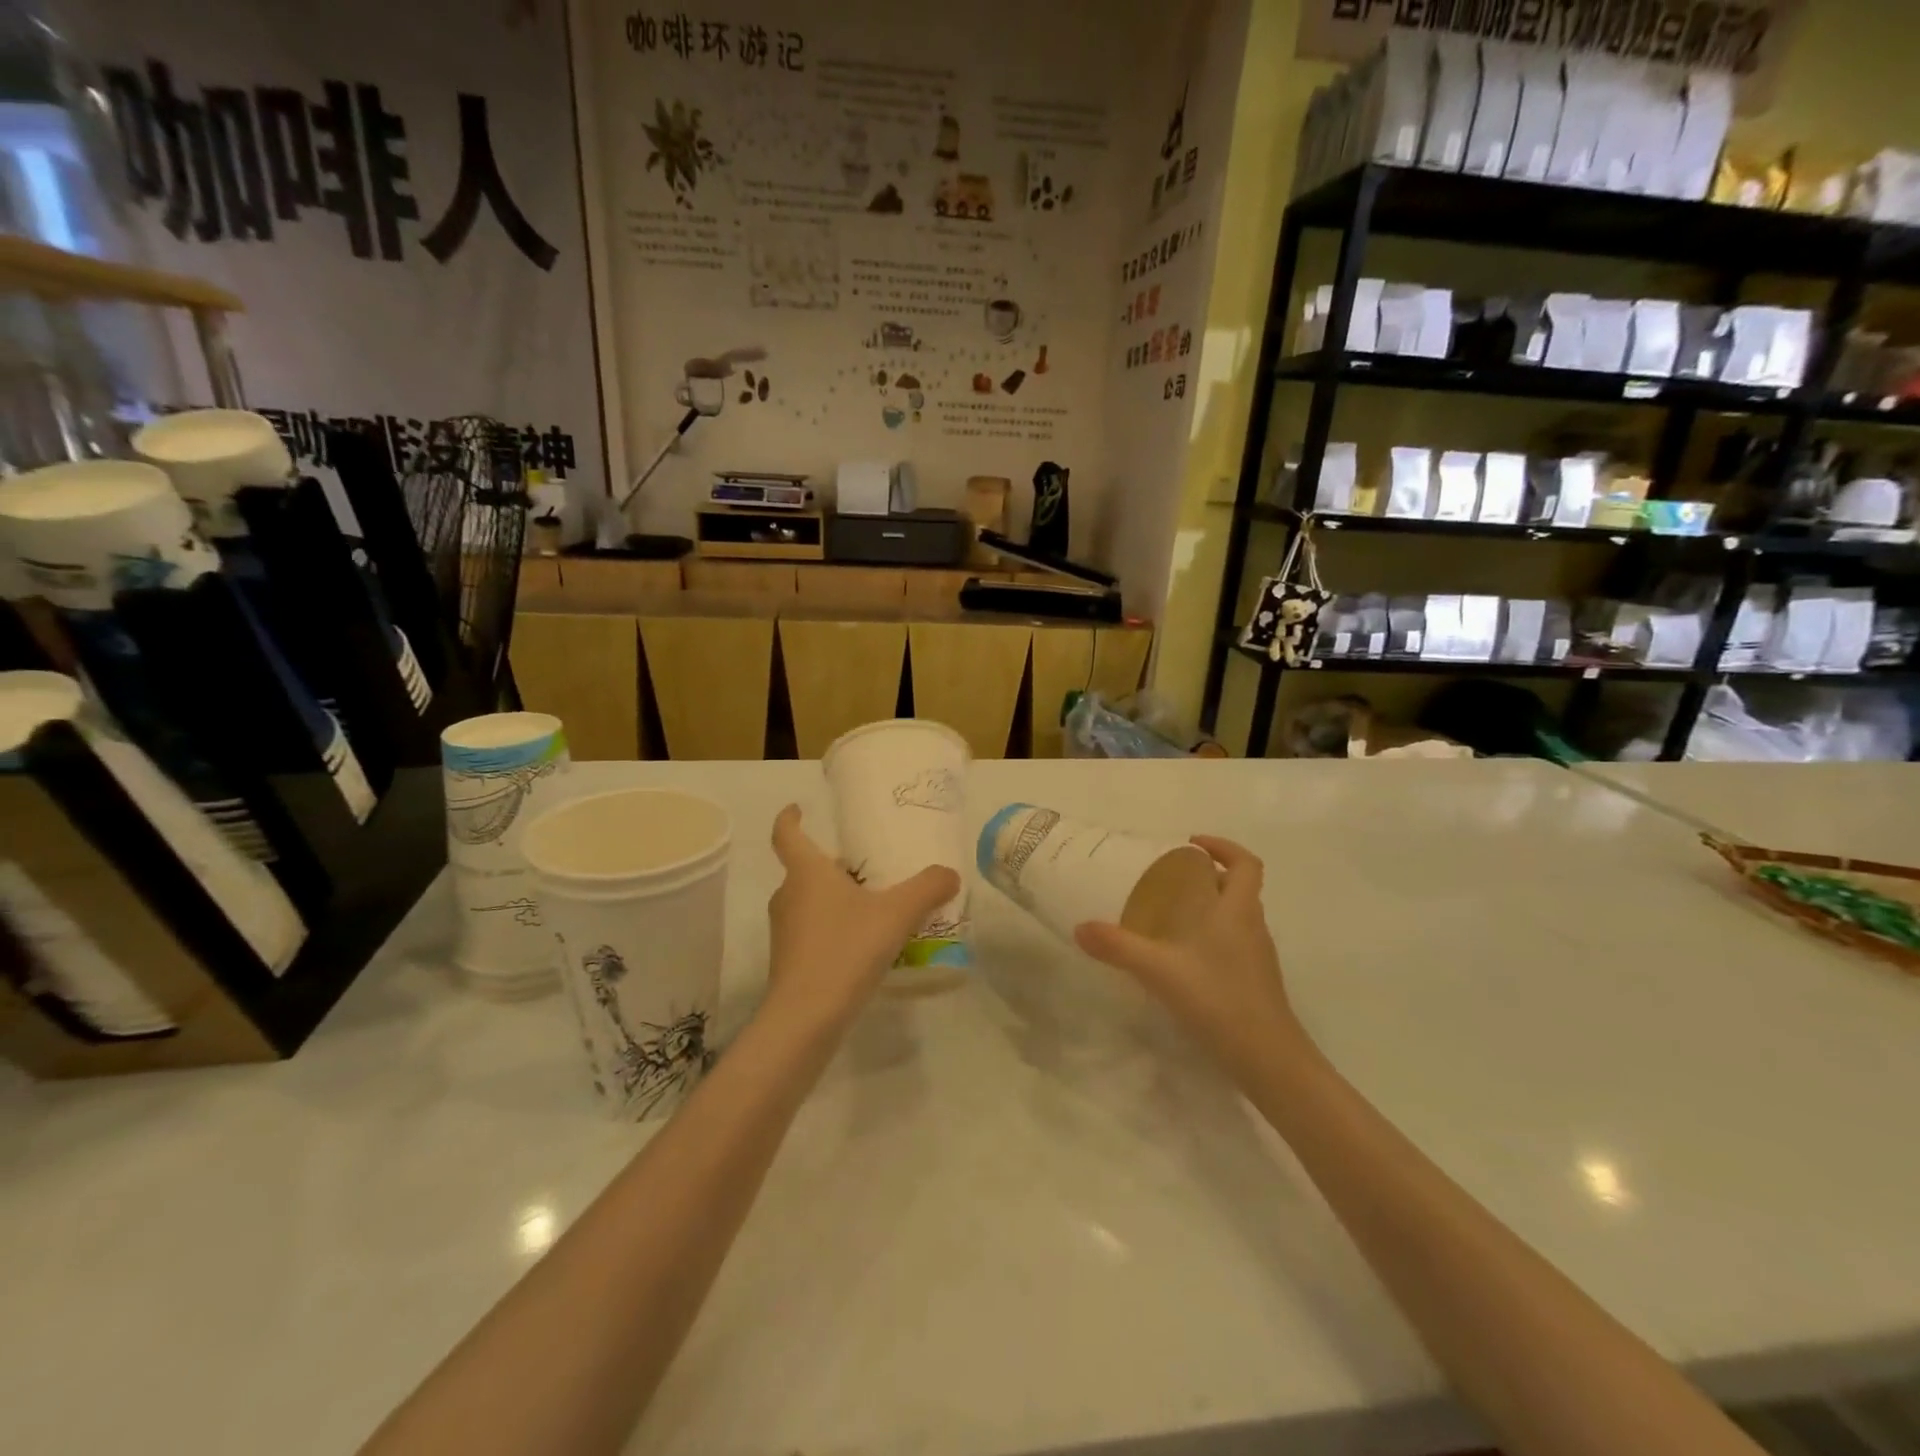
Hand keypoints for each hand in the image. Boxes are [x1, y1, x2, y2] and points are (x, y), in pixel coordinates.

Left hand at [764, 805, 959, 1027]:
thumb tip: (950, 873)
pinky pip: (813, 931)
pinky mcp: (789, 962)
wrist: (806, 1018)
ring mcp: (785, 931)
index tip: (798, 809)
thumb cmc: (846, 949)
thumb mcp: (896, 914)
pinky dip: (835, 929)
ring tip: (874, 906)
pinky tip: (866, 945)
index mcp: (806, 873)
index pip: (786, 834)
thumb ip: (927, 888)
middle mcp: (788, 896)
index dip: (790, 818)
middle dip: (834, 866)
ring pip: (810, 902)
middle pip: (806, 870)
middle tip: (868, 867)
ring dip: (836, 899)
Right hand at [1073, 837, 1304, 1078]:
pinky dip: (1213, 935)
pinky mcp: (1255, 980)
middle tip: (1171, 878)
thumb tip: (1080, 927)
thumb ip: (1118, 948)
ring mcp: (1257, 955)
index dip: (1223, 847)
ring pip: (1238, 915)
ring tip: (1172, 913)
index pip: (1246, 863)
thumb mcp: (1160, 971)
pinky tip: (1184, 956)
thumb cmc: (1219, 1000)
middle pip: (1240, 887)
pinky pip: (1235, 942)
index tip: (1191, 845)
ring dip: (1212, 905)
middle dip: (1210, 875)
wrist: (1268, 1059)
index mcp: (1237, 911)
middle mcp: (1252, 926)